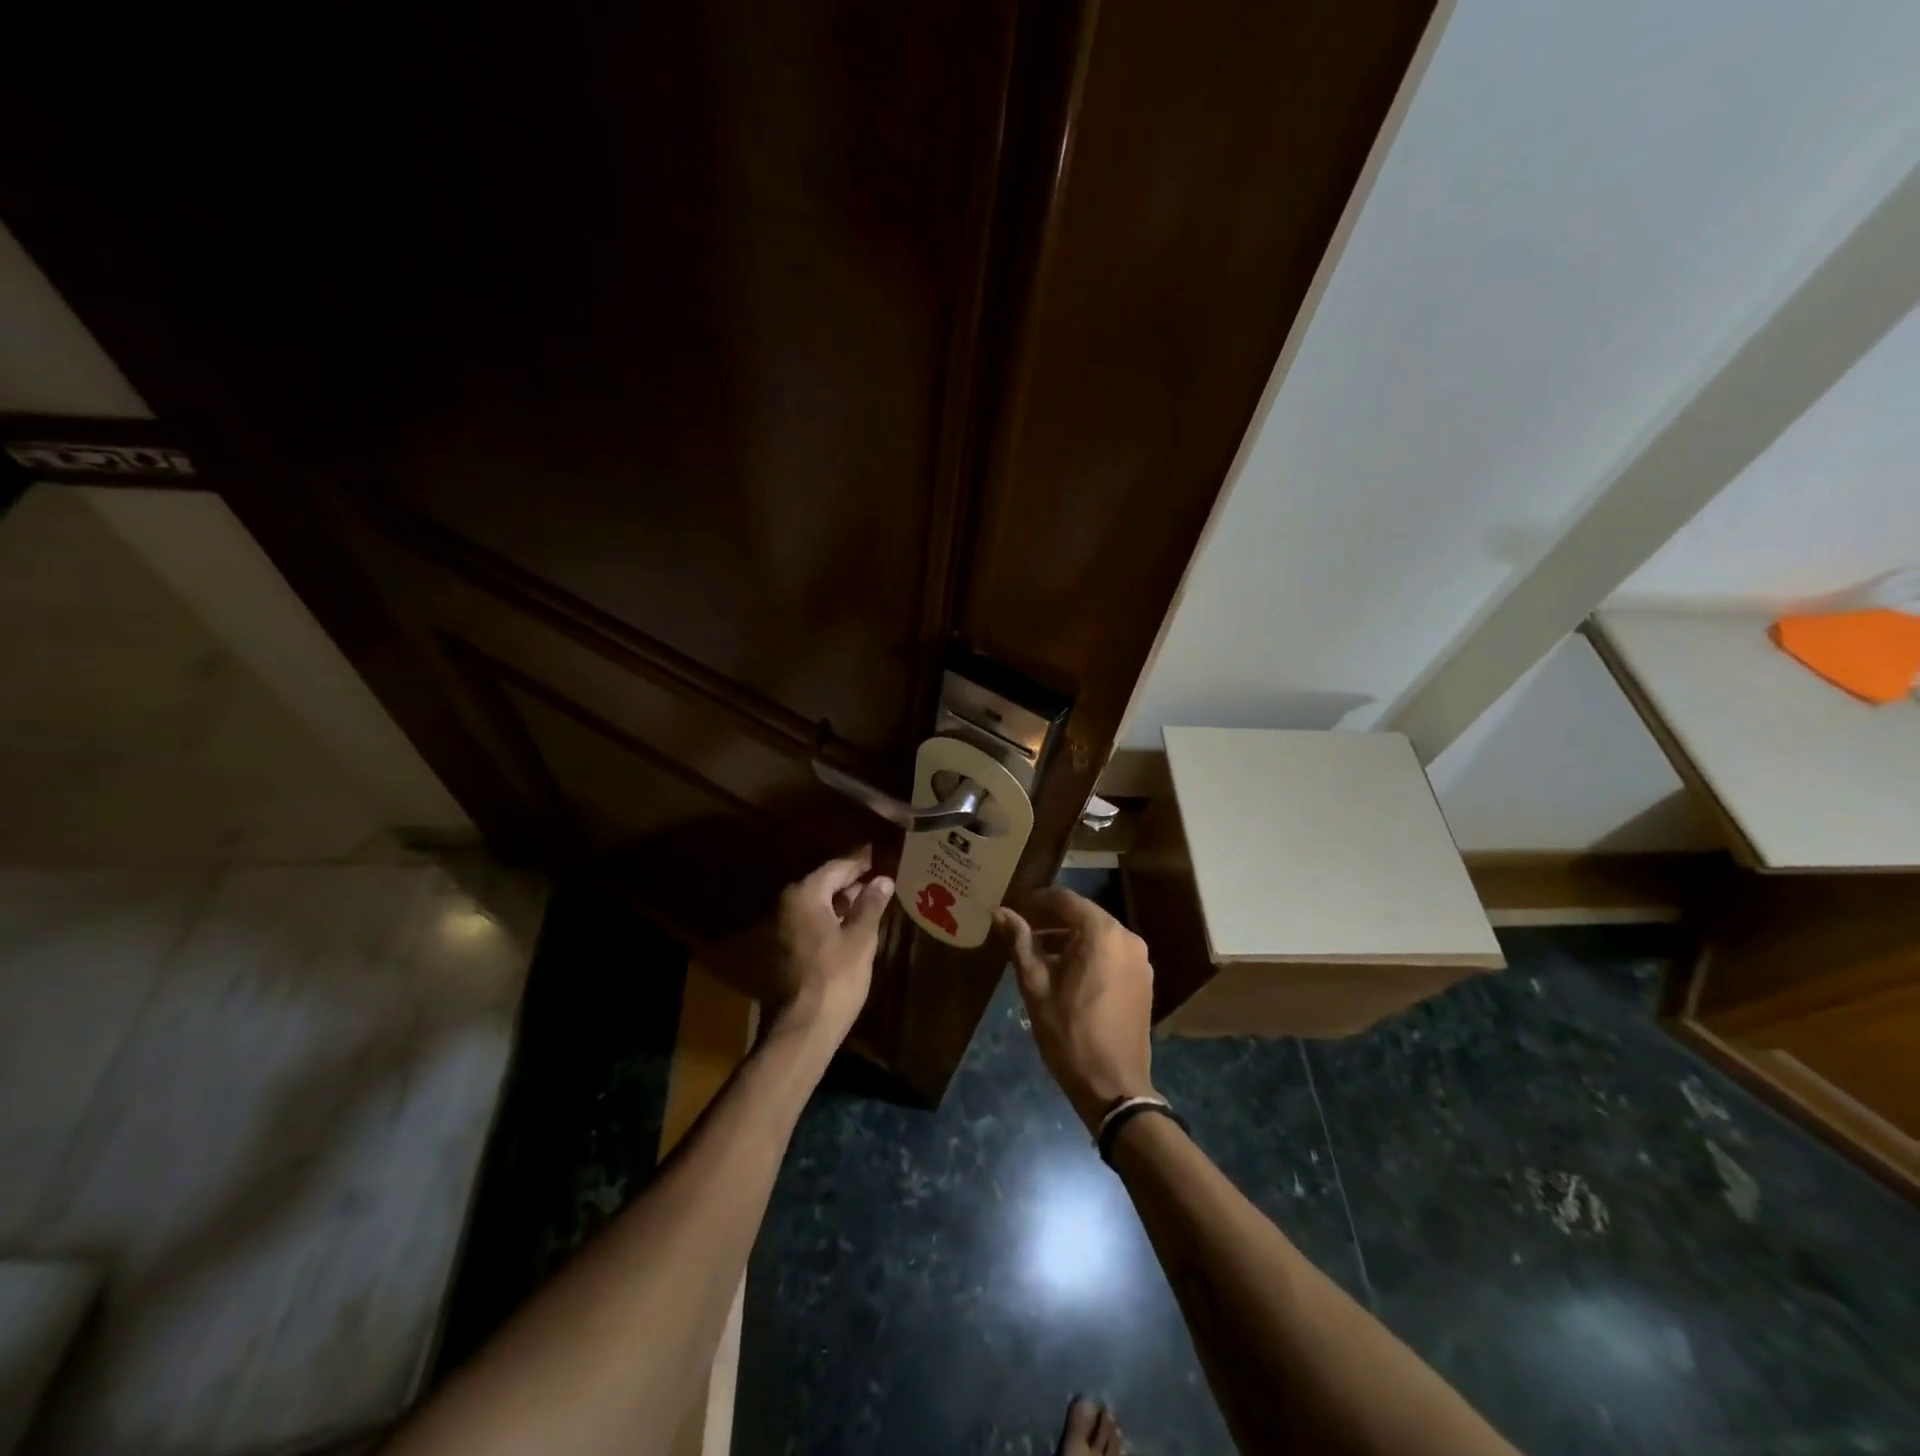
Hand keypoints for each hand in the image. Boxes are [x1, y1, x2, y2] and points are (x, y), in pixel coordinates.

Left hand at [767, 847, 892, 1044]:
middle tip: (880, 879)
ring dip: (841, 903)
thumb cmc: (836, 978)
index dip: (861, 862)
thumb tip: (882, 879)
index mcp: (805, 895)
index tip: (880, 855)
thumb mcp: (861, 938)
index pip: (837, 867)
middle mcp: (787, 905)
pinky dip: (830, 921)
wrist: (801, 1029)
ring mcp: (780, 929)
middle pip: (824, 884)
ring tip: (871, 903)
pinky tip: (851, 929)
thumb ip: (871, 904)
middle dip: (851, 882)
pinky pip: (810, 924)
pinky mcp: (782, 951)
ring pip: (817, 905)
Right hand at [995, 888, 1155, 1133]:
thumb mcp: (1036, 986)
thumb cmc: (1069, 1033)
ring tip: (1039, 952)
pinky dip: (1089, 953)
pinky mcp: (1143, 979)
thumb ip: (1020, 943)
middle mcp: (1126, 937)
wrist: (1114, 1085)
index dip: (1037, 900)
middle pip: (1083, 915)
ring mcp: (1139, 958)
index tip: (1014, 907)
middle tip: (1022, 929)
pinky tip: (1066, 971)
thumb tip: (1001, 912)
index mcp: (1101, 933)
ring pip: (1098, 934)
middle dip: (1052, 919)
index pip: (1065, 899)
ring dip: (1070, 937)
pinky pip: (1111, 952)